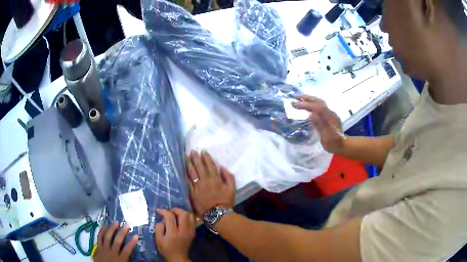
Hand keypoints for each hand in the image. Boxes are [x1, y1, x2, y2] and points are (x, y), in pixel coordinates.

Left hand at [93, 222, 137, 261]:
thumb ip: (128, 260)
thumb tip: (139, 258)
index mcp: (120, 259)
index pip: (127, 250)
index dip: (132, 243)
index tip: (136, 236)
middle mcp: (112, 253)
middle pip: (117, 241)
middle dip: (122, 232)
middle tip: (127, 224)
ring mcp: (104, 249)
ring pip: (107, 237)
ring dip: (111, 228)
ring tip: (116, 222)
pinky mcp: (98, 247)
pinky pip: (99, 237)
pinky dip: (102, 231)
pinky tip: (105, 226)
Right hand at [155, 208, 194, 261]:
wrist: (178, 257)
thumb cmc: (166, 249)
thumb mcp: (158, 240)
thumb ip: (158, 228)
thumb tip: (162, 219)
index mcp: (173, 233)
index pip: (170, 217)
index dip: (164, 211)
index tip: (159, 210)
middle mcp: (183, 231)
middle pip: (183, 214)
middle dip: (175, 209)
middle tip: (169, 211)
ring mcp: (190, 231)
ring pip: (190, 216)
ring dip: (182, 212)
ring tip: (175, 213)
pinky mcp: (193, 233)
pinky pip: (192, 221)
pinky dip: (187, 217)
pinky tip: (181, 219)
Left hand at [186, 151, 235, 216]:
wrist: (216, 215)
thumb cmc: (225, 202)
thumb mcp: (232, 189)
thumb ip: (228, 177)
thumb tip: (222, 167)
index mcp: (215, 179)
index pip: (209, 165)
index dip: (206, 157)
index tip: (203, 151)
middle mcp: (204, 181)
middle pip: (199, 167)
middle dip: (195, 158)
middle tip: (192, 151)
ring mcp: (197, 187)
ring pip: (192, 173)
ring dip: (189, 164)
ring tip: (186, 157)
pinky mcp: (192, 193)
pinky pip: (188, 182)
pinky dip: (186, 175)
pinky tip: (184, 170)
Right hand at [293, 95, 344, 153]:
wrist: (342, 145)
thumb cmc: (334, 143)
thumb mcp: (327, 138)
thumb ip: (321, 126)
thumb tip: (312, 114)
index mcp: (330, 118)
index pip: (317, 107)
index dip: (306, 105)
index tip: (294, 104)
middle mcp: (330, 112)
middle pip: (318, 102)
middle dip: (306, 98)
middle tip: (294, 96)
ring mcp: (330, 113)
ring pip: (319, 102)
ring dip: (309, 99)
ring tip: (299, 98)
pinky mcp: (328, 115)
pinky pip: (319, 105)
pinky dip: (312, 102)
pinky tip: (307, 103)